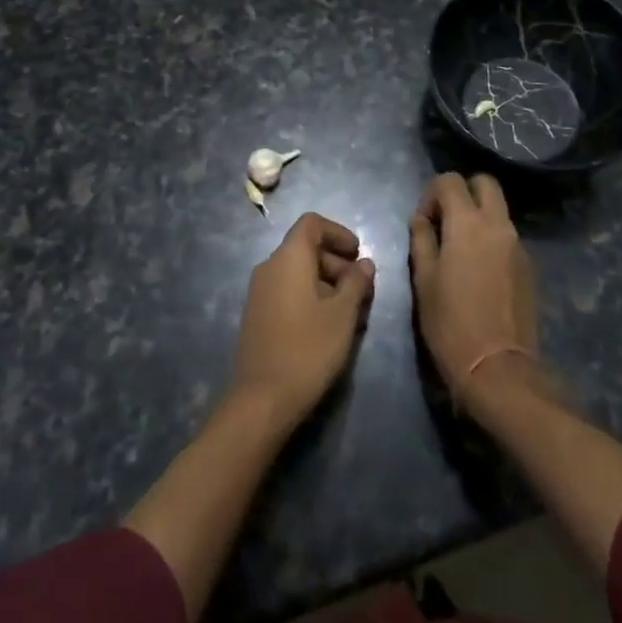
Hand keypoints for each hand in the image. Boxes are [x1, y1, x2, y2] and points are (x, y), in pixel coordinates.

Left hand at [229, 213, 374, 430]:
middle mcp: (269, 266)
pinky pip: (287, 290)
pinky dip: (309, 296)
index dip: (338, 232)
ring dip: (326, 282)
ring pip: (297, 272)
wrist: (262, 399)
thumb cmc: (308, 349)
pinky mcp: (257, 314)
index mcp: (288, 257)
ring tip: (351, 312)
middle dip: (336, 262)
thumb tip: (364, 264)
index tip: (359, 254)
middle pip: (305, 248)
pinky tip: (328, 326)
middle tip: (361, 289)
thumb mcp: (342, 315)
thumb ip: (355, 283)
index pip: (312, 223)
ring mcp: (259, 291)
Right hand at [409, 174, 540, 408]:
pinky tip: (479, 269)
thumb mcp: (423, 280)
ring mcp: (518, 244)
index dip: (431, 194)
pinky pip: (508, 235)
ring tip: (460, 248)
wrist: (498, 368)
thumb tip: (421, 220)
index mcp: (467, 223)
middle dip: (463, 191)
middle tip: (446, 220)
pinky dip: (492, 238)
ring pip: (499, 209)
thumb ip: (422, 240)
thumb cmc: (450, 323)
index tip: (424, 221)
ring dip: (479, 215)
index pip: (450, 180)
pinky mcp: (529, 266)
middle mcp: (497, 224)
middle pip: (484, 182)